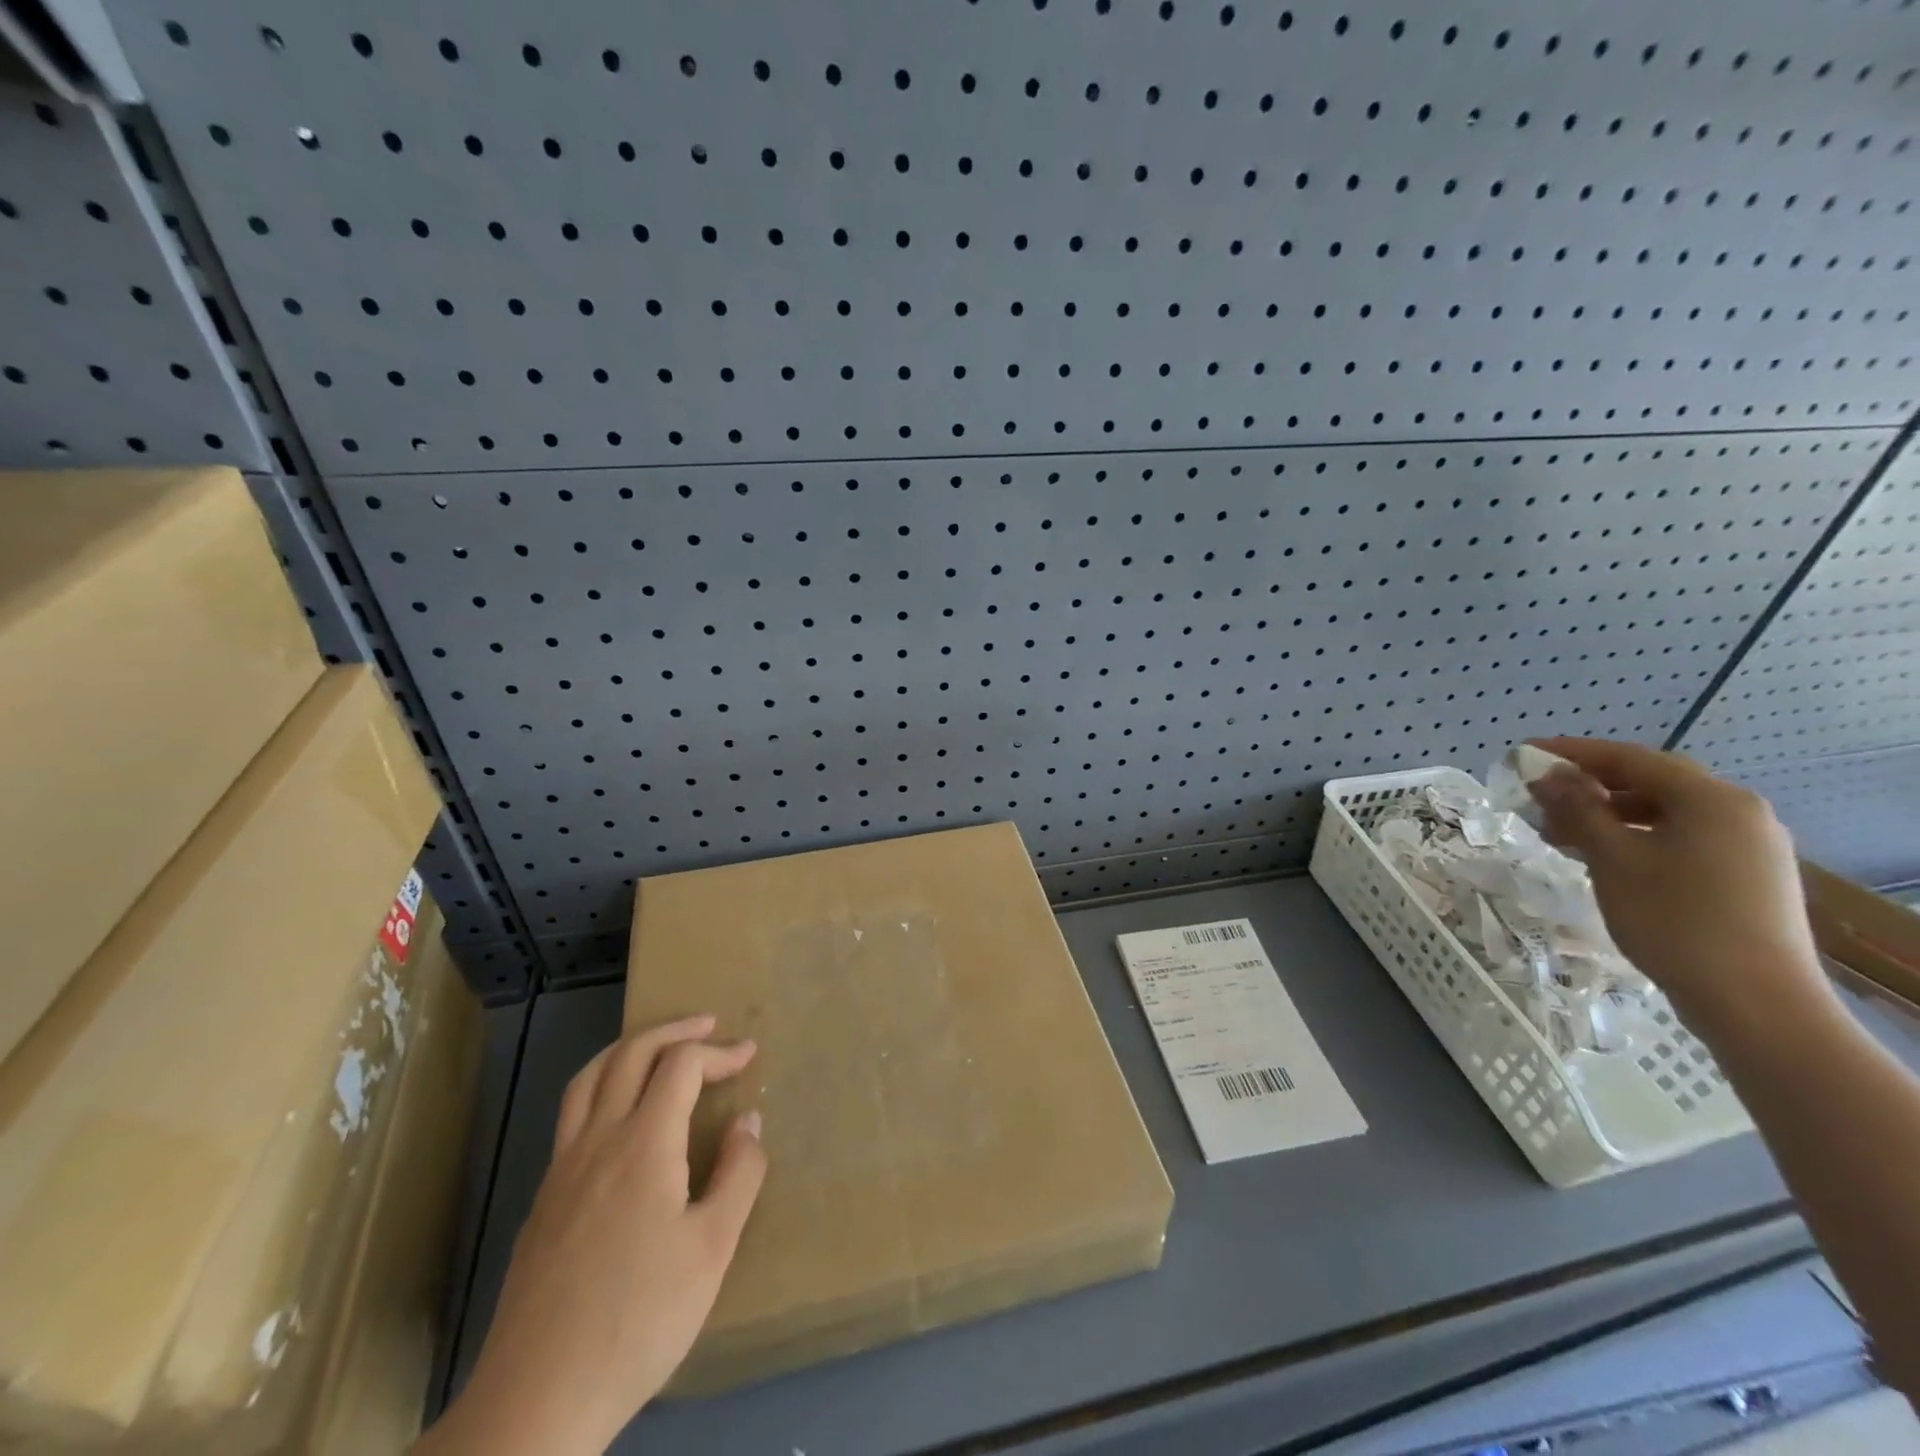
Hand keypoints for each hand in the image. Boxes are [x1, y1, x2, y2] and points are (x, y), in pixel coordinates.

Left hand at [419, 1016, 765, 1455]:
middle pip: (630, 1055)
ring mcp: (561, 1170)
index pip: (680, 1065)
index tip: (749, 1056)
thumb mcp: (712, 1249)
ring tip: (659, 1047)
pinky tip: (620, 1119)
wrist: (536, 1400)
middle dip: (674, 1030)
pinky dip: (602, 1087)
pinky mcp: (542, 1201)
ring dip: (628, 1049)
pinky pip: (572, 1116)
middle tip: (708, 1026)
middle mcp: (597, 1140)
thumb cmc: (639, 1319)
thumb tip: (748, 1121)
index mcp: (642, 1143)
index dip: (719, 1052)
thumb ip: (738, 1174)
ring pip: (588, 1079)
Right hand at [1526, 738, 1833, 1039]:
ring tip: (1560, 833)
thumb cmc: (1675, 920)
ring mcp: (1749, 846)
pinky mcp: (1747, 877)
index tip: (1525, 754)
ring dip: (1609, 815)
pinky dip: (1636, 838)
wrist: (1756, 1003)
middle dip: (1591, 786)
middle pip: (1652, 783)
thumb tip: (1547, 777)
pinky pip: (1681, 839)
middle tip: (1539, 797)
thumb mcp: (1613, 859)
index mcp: (1713, 799)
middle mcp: (1739, 812)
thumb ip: (1578, 810)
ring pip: (1665, 814)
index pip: (1631, 758)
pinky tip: (1602, 857)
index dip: (1573, 752)